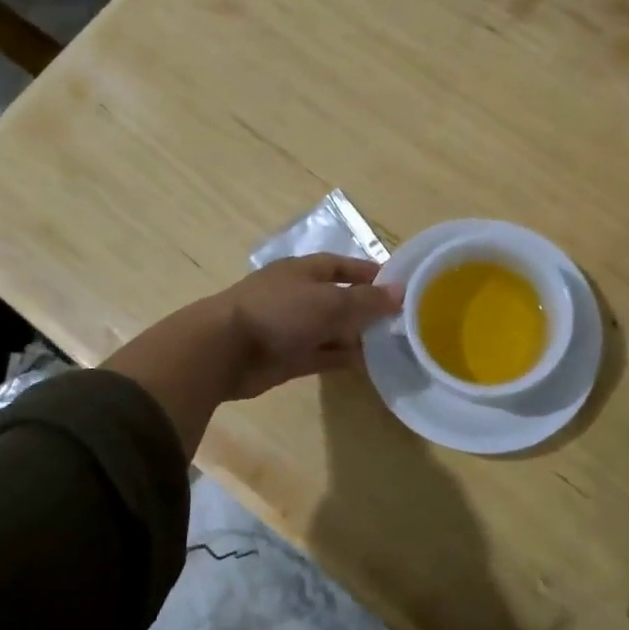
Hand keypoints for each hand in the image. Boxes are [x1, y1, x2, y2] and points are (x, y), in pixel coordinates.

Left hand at [211, 256, 402, 399]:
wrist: (224, 350)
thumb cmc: (279, 312)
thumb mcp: (330, 301)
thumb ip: (366, 300)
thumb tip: (400, 293)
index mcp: (304, 271)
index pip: (342, 265)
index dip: (369, 273)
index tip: (399, 285)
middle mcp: (299, 296)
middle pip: (339, 298)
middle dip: (367, 308)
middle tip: (404, 320)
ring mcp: (292, 328)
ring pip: (331, 329)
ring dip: (357, 336)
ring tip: (393, 344)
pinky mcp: (287, 358)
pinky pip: (322, 354)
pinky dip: (342, 357)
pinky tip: (368, 364)